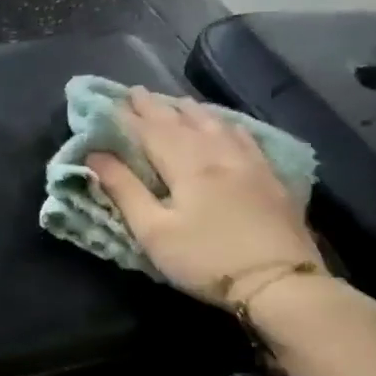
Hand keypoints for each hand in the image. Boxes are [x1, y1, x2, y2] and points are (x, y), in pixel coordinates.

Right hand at [86, 88, 322, 306]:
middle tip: (137, 92)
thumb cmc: (205, 259)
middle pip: (183, 122)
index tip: (110, 99)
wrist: (278, 283)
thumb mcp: (153, 231)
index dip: (129, 115)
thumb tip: (96, 156)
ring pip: (216, 124)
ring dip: (191, 111)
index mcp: (187, 164)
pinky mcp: (271, 178)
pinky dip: (225, 124)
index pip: (151, 130)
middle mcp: (219, 154)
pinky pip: (244, 137)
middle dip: (157, 107)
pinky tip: (224, 125)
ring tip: (176, 102)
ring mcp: (250, 163)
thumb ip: (124, 190)